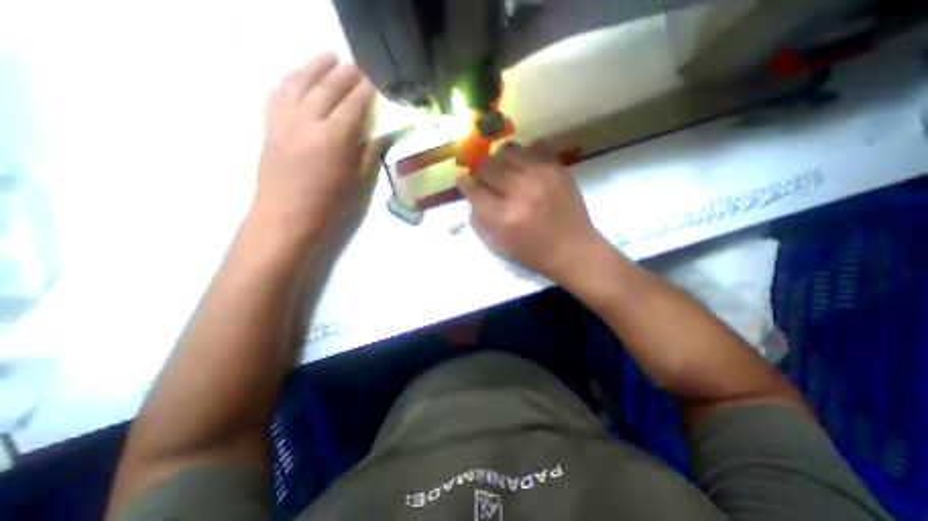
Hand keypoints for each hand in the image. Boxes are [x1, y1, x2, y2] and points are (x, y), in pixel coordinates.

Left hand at [246, 53, 385, 251]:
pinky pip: (278, 93)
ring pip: (299, 82)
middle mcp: (307, 121)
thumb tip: (382, 135)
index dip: (365, 91)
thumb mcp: (358, 182)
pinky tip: (298, 76)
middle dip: (344, 74)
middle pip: (327, 88)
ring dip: (315, 66)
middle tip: (356, 64)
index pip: (353, 105)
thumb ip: (370, 154)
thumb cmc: (329, 204)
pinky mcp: (269, 125)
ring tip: (328, 57)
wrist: (287, 216)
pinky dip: (290, 80)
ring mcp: (284, 120)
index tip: (374, 81)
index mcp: (334, 138)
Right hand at [459, 141, 606, 281]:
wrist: (572, 249)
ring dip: (501, 161)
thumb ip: (478, 217)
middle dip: (481, 171)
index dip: (465, 182)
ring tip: (507, 172)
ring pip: (508, 150)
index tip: (464, 180)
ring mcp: (541, 175)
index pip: (473, 188)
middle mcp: (520, 190)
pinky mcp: (558, 167)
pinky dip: (526, 154)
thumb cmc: (531, 252)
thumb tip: (472, 191)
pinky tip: (527, 168)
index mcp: (502, 216)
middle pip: (487, 165)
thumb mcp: (496, 244)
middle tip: (486, 179)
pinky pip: (535, 145)